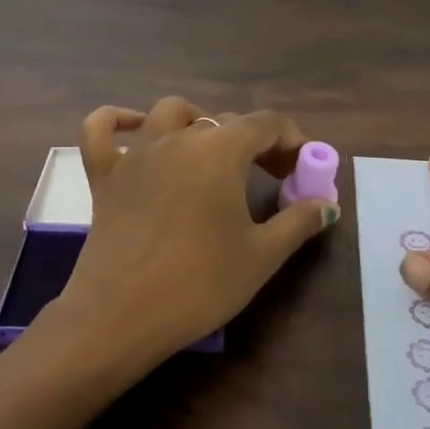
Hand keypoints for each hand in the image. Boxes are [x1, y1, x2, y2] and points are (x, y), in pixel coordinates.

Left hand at [51, 97, 338, 379]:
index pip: (265, 124)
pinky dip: (118, 120)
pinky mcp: (104, 175)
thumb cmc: (200, 283)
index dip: (292, 140)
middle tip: (273, 175)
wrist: (122, 315)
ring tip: (212, 151)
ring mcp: (136, 154)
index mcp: (220, 151)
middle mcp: (178, 138)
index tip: (302, 169)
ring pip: (169, 113)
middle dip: (255, 141)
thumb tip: (327, 205)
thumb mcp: (262, 255)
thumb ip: (298, 222)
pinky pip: (102, 130)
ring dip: (198, 121)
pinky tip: (136, 128)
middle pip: (224, 120)